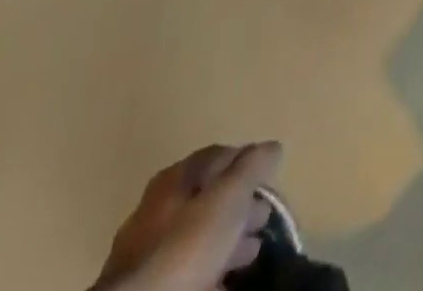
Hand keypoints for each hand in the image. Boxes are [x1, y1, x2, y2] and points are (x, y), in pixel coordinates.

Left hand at [93, 142, 281, 290]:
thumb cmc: (187, 244)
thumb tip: (273, 146)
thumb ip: (253, 166)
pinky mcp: (150, 285)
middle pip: (209, 197)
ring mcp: (149, 251)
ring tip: (251, 252)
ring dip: (227, 239)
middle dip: (240, 205)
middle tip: (264, 218)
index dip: (248, 161)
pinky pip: (188, 268)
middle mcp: (157, 208)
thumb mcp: (230, 196)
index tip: (271, 176)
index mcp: (175, 177)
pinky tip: (227, 277)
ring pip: (198, 235)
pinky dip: (210, 267)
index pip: (220, 154)